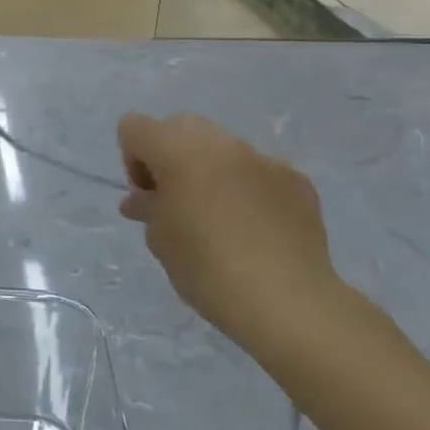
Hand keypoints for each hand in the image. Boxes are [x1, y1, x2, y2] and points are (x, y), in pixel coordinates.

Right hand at [116, 113, 339, 346]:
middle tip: (176, 200)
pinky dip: (248, 188)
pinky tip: (256, 227)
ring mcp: (262, 158)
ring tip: (219, 216)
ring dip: (210, 169)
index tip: (148, 196)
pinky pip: (258, 171)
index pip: (135, 127)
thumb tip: (143, 199)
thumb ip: (148, 207)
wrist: (287, 302)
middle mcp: (220, 143)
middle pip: (179, 127)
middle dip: (170, 156)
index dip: (132, 159)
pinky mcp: (296, 179)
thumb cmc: (207, 268)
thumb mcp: (160, 240)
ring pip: (221, 146)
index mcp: (178, 151)